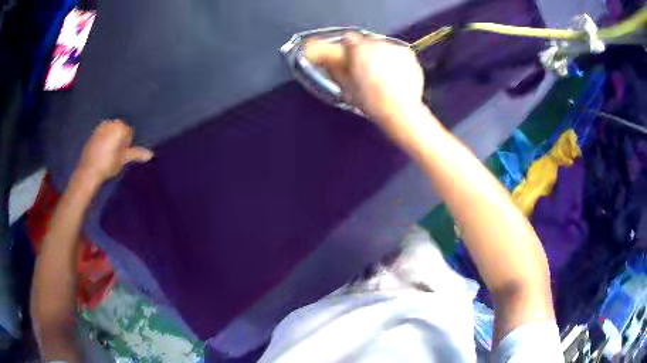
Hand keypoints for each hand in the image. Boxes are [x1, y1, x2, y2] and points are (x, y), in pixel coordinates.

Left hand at [77, 120, 152, 183]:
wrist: (89, 171)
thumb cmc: (109, 164)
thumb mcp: (124, 159)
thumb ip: (136, 154)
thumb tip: (151, 154)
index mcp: (120, 126)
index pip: (129, 133)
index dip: (127, 144)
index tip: (122, 155)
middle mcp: (110, 123)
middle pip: (119, 130)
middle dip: (119, 139)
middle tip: (116, 155)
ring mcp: (100, 127)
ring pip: (110, 132)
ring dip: (111, 140)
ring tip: (108, 154)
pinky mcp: (92, 134)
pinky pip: (102, 135)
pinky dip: (103, 141)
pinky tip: (101, 153)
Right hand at [305, 32, 424, 124]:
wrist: (400, 110)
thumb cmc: (370, 101)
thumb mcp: (346, 86)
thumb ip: (335, 69)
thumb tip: (328, 61)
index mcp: (359, 49)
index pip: (348, 37)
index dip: (347, 47)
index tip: (348, 55)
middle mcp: (377, 43)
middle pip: (367, 40)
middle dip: (365, 50)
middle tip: (365, 66)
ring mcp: (395, 48)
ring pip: (383, 45)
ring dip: (380, 54)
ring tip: (382, 72)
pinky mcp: (409, 55)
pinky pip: (398, 52)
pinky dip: (395, 59)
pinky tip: (395, 74)